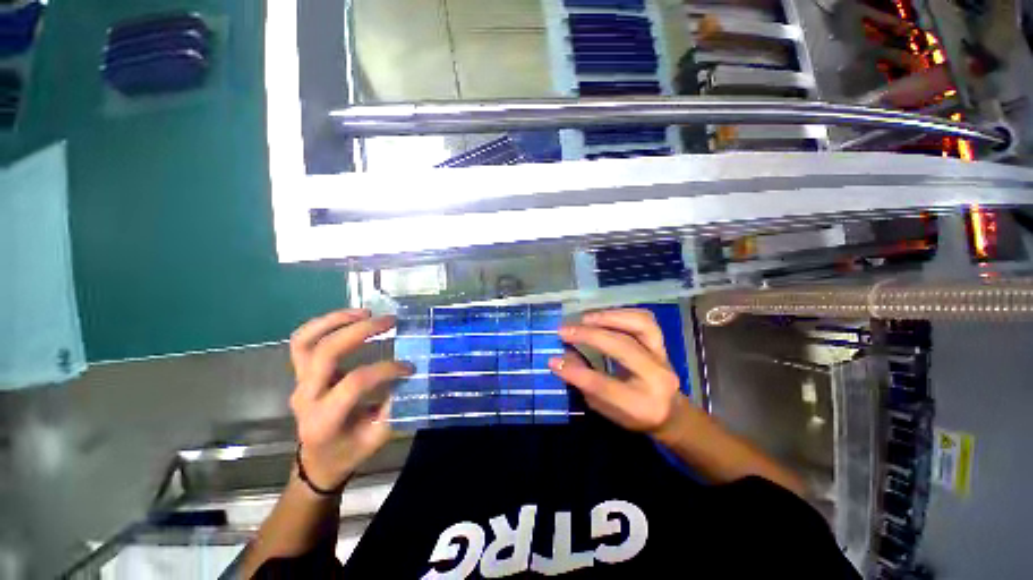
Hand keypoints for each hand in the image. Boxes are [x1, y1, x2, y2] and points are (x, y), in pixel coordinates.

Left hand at [288, 310, 411, 491]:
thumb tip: (411, 376)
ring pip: (306, 341)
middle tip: (390, 321)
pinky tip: (351, 317)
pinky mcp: (301, 372)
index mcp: (325, 419)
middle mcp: (306, 396)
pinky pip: (303, 341)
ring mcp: (299, 382)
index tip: (410, 367)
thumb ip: (394, 407)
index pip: (354, 383)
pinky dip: (325, 324)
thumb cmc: (349, 451)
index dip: (385, 369)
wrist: (318, 460)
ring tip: (366, 312)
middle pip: (325, 353)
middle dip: (360, 331)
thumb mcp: (377, 437)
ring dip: (336, 320)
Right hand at [549, 309, 682, 435]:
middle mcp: (657, 377)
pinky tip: (603, 315)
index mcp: (641, 405)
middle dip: (588, 336)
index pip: (603, 385)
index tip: (552, 360)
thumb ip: (584, 384)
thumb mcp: (604, 409)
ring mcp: (662, 356)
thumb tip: (561, 358)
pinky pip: (644, 319)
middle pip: (622, 347)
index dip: (575, 372)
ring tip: (584, 318)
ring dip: (608, 317)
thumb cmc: (632, 414)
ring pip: (640, 325)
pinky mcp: (662, 343)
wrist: (670, 412)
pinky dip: (622, 313)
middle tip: (564, 331)